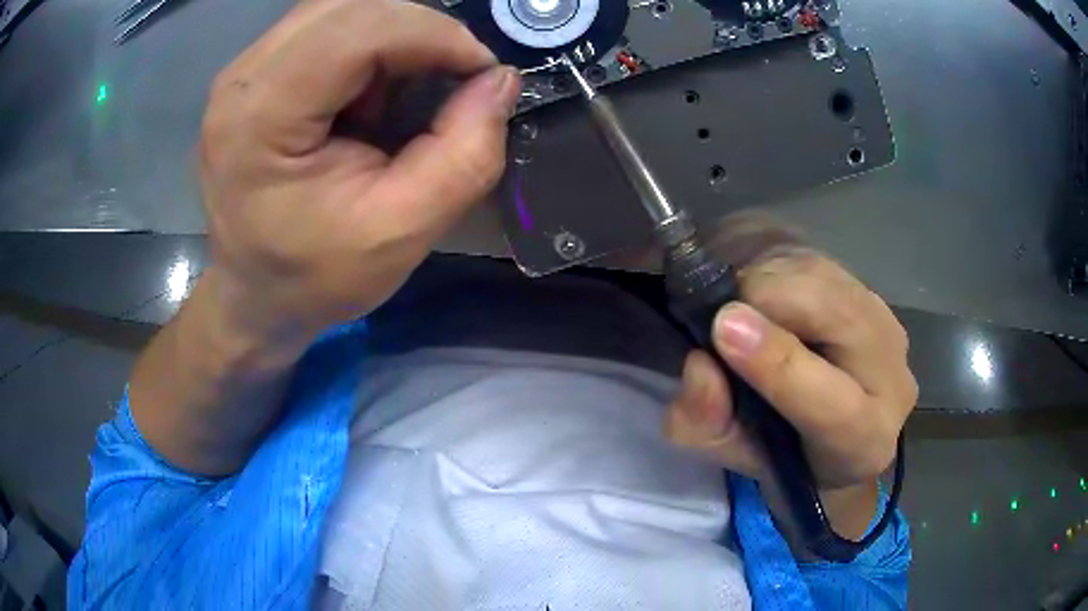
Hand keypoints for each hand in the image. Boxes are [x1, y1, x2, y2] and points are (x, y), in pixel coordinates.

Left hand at [198, 0, 519, 349]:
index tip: (482, 73)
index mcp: (260, 117)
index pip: (358, 30)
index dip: (435, 36)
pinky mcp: (254, 74)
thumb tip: (500, 82)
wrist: (254, 297)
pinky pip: (325, 28)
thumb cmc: (314, 277)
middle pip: (348, 6)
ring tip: (409, 88)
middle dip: (417, 30)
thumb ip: (464, 156)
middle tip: (451, 77)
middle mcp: (241, 79)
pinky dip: (369, 45)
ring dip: (393, 36)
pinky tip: (373, 91)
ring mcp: (243, 72)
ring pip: (339, 9)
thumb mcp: (402, 233)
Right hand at [664, 217, 916, 540]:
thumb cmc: (782, 455)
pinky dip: (779, 267)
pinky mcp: (873, 294)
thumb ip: (707, 424)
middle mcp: (892, 379)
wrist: (835, 431)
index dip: (780, 364)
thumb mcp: (734, 454)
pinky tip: (763, 292)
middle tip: (719, 311)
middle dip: (767, 298)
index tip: (724, 327)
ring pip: (826, 277)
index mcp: (863, 444)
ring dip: (770, 278)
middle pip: (836, 316)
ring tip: (740, 304)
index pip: (834, 406)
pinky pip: (820, 262)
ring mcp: (887, 327)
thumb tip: (700, 365)